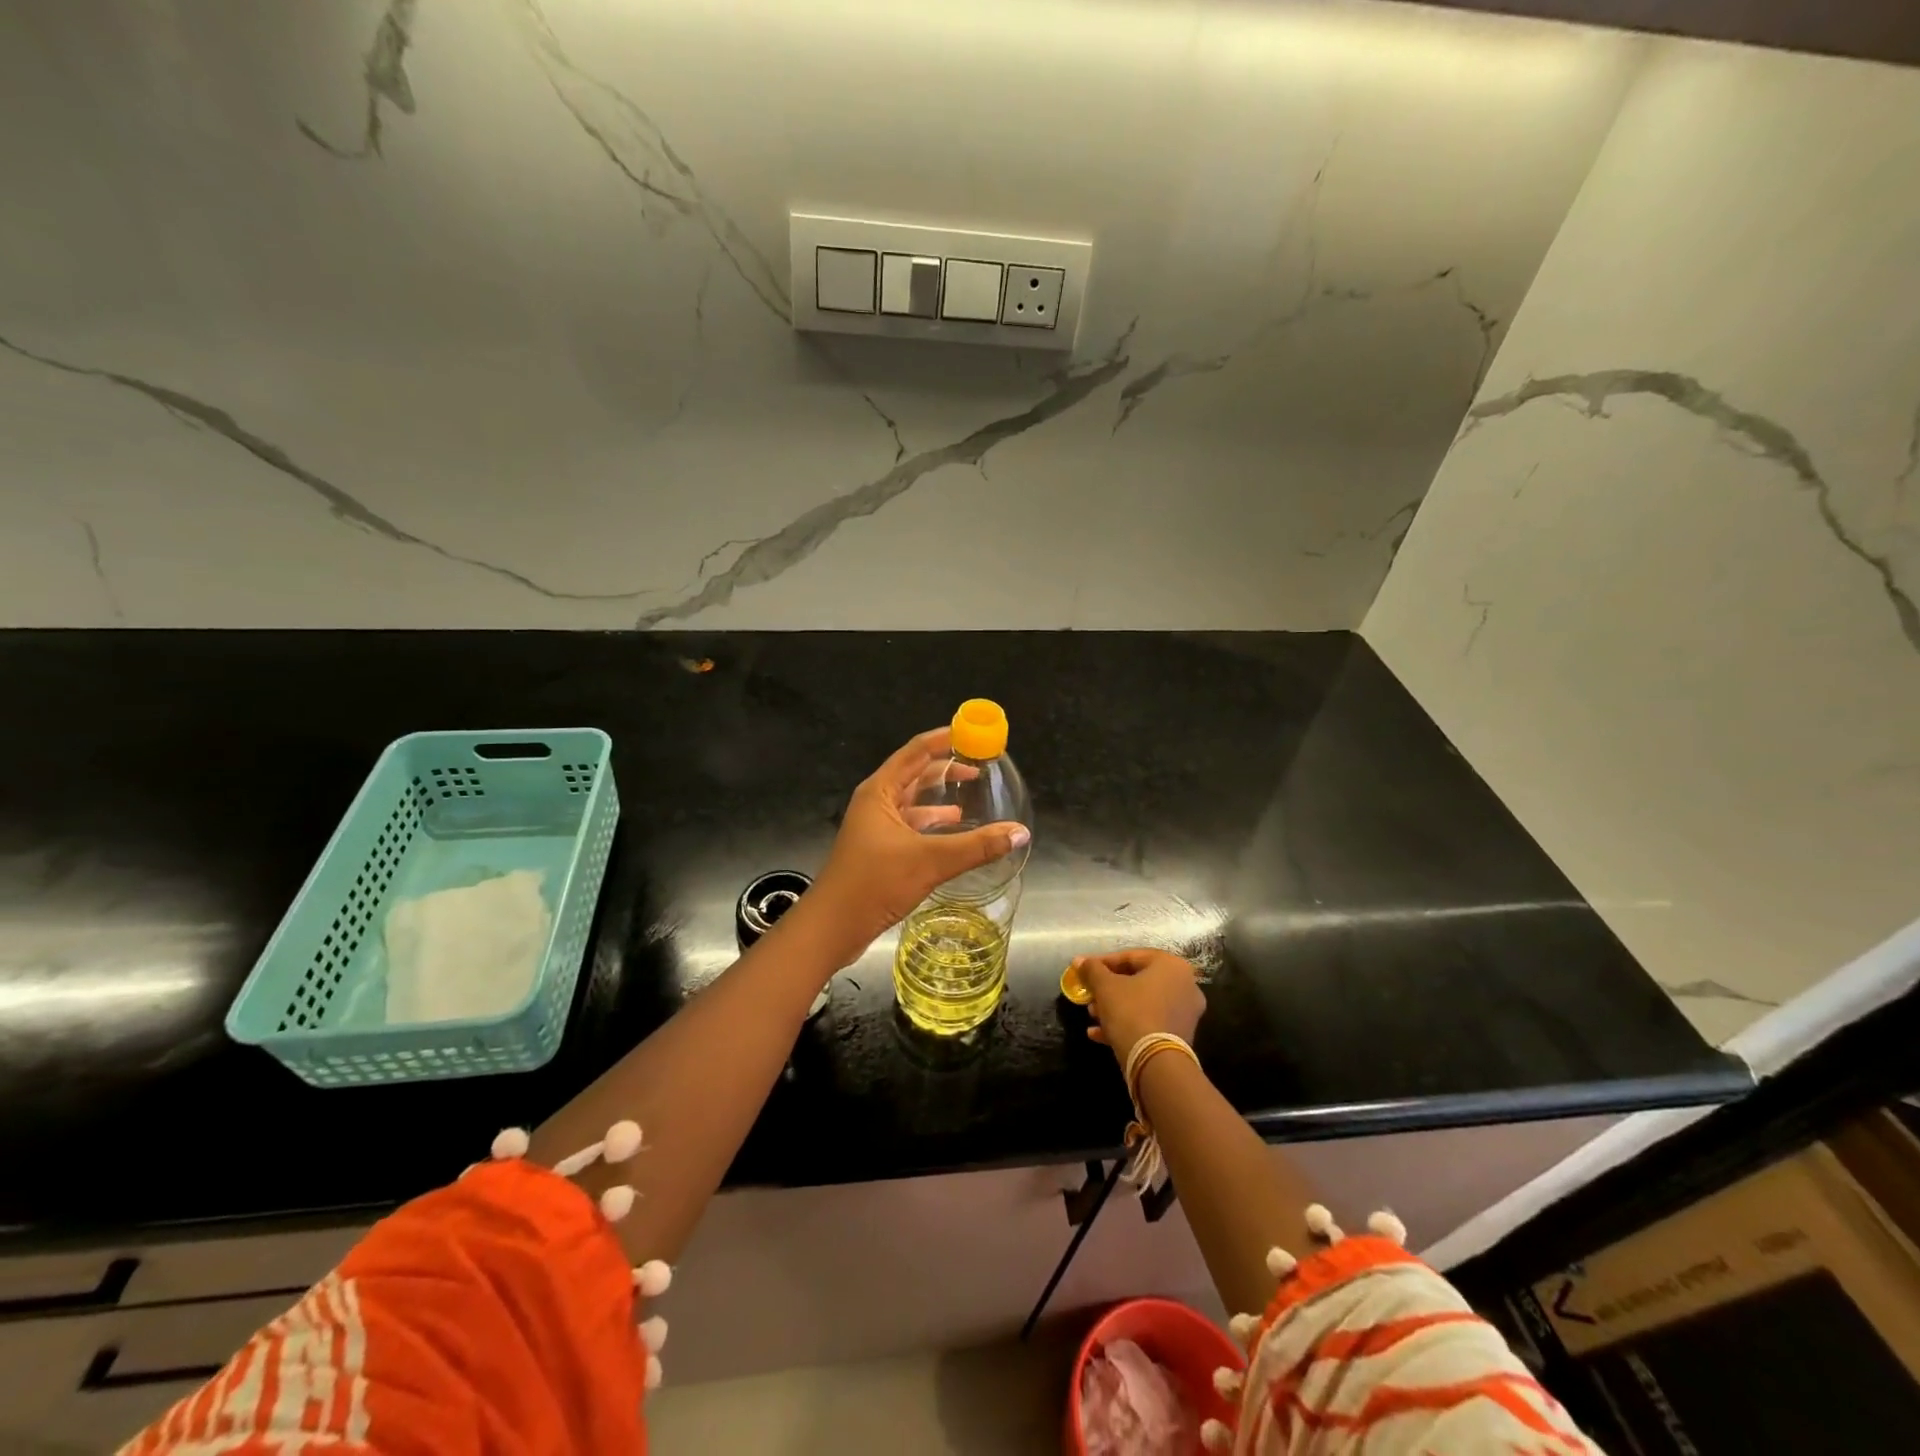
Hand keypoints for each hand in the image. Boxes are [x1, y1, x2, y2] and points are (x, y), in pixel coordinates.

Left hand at [806, 728, 1028, 964]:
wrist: (832, 927)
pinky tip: (953, 830)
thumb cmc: (874, 883)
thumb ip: (977, 846)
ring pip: (913, 801)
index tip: (973, 734)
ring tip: (971, 793)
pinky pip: (911, 825)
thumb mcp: (930, 861)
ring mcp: (876, 827)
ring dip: (939, 796)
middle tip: (980, 765)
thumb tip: (1020, 832)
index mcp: (880, 791)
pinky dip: (933, 823)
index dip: (944, 739)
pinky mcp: (879, 849)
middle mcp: (876, 802)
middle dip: (946, 767)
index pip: (916, 751)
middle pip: (915, 773)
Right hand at [1078, 949, 1205, 1062]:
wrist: (1156, 1064)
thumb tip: (1078, 960)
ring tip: (1092, 1015)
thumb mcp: (1105, 987)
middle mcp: (1184, 985)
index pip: (1131, 957)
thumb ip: (1092, 969)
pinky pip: (1149, 1022)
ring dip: (1115, 1007)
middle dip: (1108, 988)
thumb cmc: (1131, 1012)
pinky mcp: (1180, 1036)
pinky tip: (1098, 1034)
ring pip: (1142, 1003)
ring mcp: (1185, 1012)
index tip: (1083, 970)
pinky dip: (1126, 1024)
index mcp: (1171, 965)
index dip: (1102, 962)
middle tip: (1089, 994)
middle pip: (1137, 980)